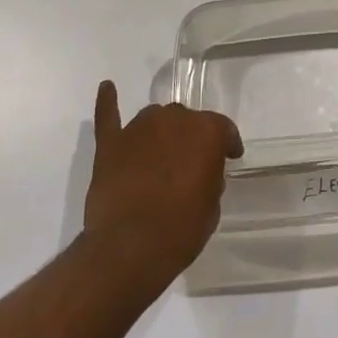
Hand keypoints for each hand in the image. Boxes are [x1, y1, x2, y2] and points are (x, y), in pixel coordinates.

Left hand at [83, 81, 242, 286]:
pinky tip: (108, 88)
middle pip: (185, 121)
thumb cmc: (181, 231)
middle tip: (188, 165)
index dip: (227, 144)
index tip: (229, 157)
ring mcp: (138, 128)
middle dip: (189, 139)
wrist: (129, 249)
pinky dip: (108, 102)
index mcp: (206, 131)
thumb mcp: (211, 208)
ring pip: (154, 119)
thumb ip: (209, 178)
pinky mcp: (110, 144)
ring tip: (159, 157)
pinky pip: (108, 116)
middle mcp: (174, 118)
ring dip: (160, 133)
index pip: (223, 129)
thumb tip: (200, 172)